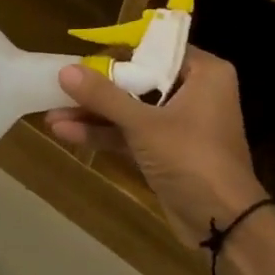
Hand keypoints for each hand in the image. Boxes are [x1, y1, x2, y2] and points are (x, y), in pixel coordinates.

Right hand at [46, 48, 265, 249]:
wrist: (224, 225)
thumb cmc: (192, 159)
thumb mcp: (144, 125)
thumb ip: (104, 96)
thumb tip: (64, 70)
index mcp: (204, 73)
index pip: (156, 49)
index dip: (118, 52)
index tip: (82, 56)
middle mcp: (194, 92)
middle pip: (138, 80)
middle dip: (97, 88)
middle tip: (60, 86)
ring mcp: (180, 124)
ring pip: (131, 109)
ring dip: (94, 114)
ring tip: (51, 114)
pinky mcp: (167, 151)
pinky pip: (132, 133)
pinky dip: (104, 134)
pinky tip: (67, 133)